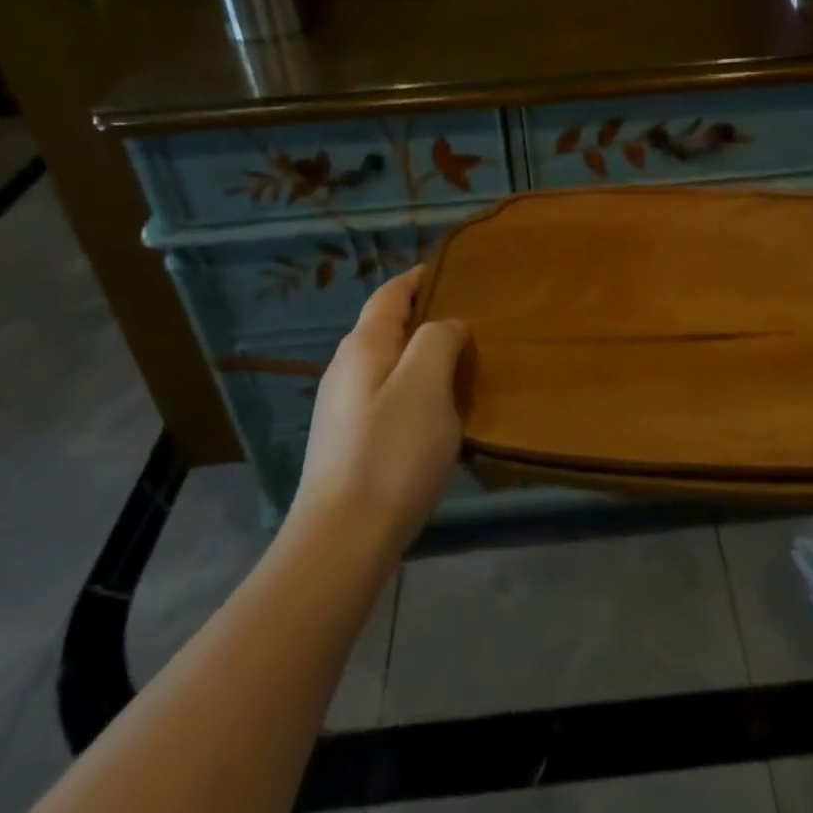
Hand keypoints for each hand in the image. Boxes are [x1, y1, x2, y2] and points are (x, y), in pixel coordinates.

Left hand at [291, 267, 465, 556]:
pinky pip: (387, 398)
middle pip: (387, 328)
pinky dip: (415, 391)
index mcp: (363, 346)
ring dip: (422, 357)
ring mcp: (343, 408)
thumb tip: (446, 327)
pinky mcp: (348, 442)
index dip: (419, 277)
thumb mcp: (426, 384)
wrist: (342, 541)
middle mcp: (346, 369)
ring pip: (389, 365)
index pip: (390, 294)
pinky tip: (438, 415)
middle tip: (470, 322)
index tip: (454, 271)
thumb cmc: (391, 453)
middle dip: (425, 318)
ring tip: (462, 367)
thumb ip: (438, 340)